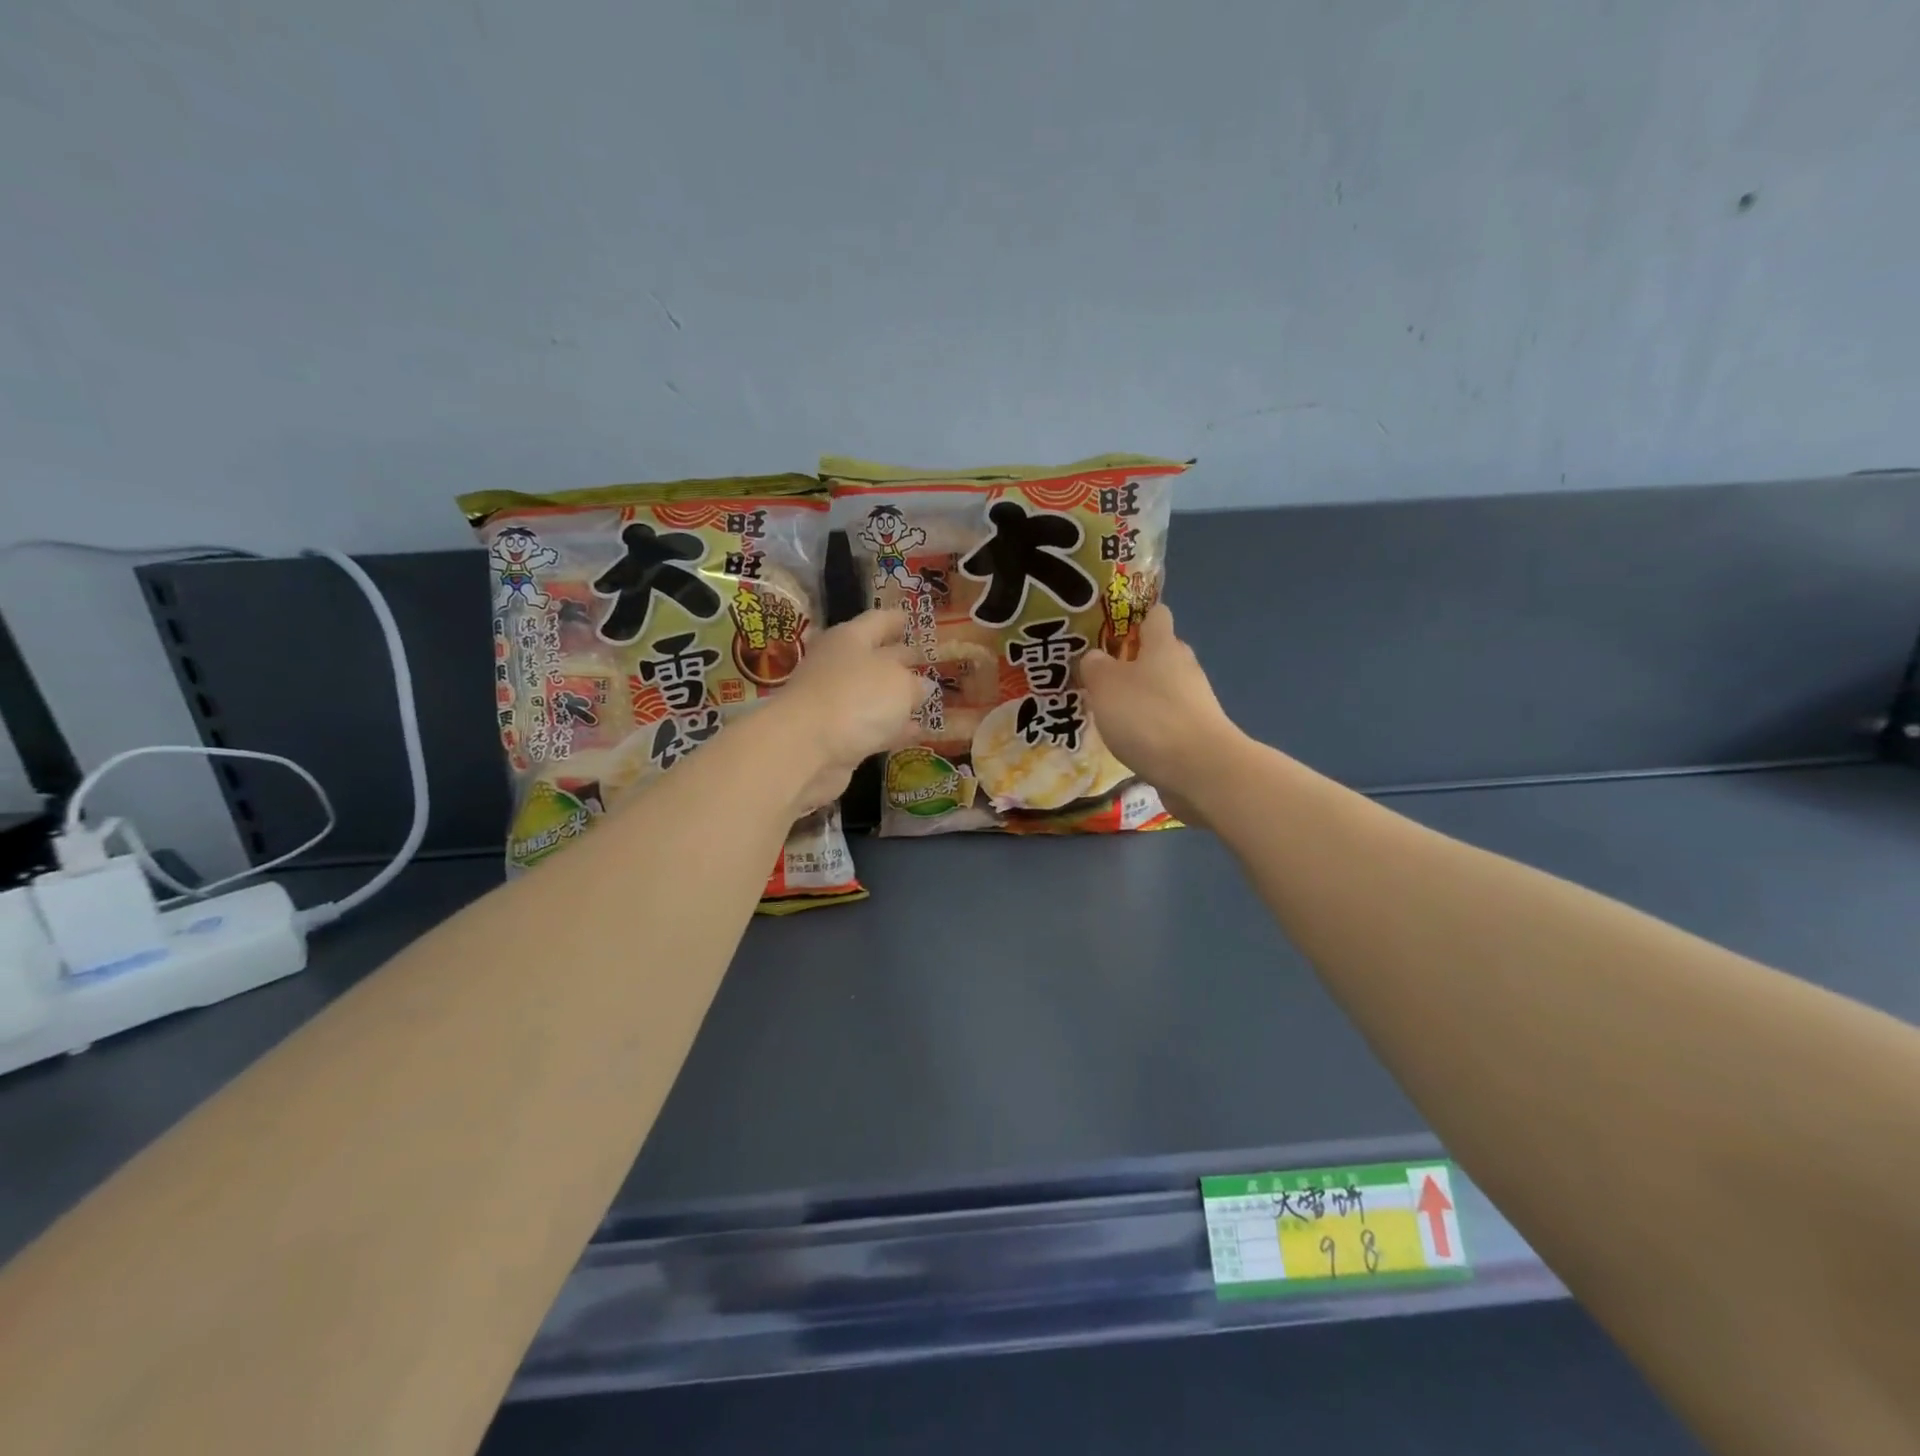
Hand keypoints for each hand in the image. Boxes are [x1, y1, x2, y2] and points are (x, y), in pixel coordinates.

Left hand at [773, 607, 926, 813]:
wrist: (805, 748)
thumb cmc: (856, 698)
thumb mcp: (900, 683)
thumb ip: (915, 683)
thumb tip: (921, 686)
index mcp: (849, 638)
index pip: (877, 621)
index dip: (895, 619)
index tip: (910, 618)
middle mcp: (837, 665)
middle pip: (872, 657)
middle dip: (897, 658)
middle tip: (923, 660)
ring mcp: (833, 702)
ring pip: (871, 694)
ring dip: (895, 697)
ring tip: (925, 698)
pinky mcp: (835, 736)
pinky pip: (870, 726)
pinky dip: (892, 728)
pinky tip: (916, 732)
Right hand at [1079, 605, 1241, 822]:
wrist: (1199, 769)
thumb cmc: (1147, 716)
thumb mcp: (1105, 685)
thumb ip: (1094, 666)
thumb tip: (1095, 657)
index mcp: (1164, 645)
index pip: (1155, 615)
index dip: (1134, 619)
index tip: (1110, 632)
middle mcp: (1184, 667)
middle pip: (1160, 653)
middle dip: (1132, 663)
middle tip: (1100, 678)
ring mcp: (1195, 702)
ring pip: (1163, 689)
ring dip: (1140, 698)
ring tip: (1109, 714)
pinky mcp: (1197, 733)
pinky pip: (1168, 721)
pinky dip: (1150, 727)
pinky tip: (1130, 742)